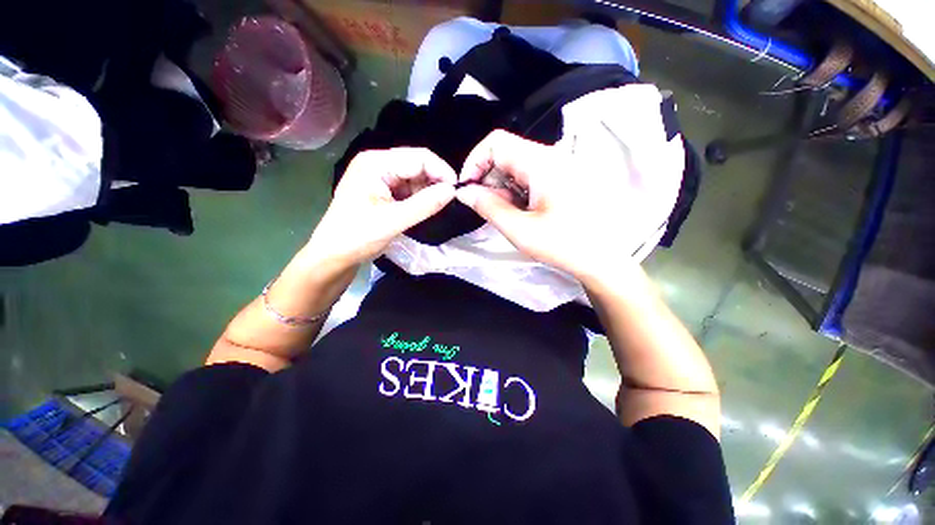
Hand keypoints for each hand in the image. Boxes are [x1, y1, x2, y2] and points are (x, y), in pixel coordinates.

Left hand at [306, 148, 456, 269]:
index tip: (456, 190)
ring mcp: (377, 177)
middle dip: (434, 181)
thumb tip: (452, 191)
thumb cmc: (357, 237)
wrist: (333, 255)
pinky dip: (417, 198)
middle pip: (416, 164)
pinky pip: (406, 188)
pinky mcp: (380, 190)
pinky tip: (421, 210)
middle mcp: (377, 164)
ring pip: (413, 177)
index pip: (418, 157)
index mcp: (376, 164)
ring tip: (433, 209)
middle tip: (448, 201)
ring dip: (426, 191)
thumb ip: (425, 204)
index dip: (441, 171)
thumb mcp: (394, 221)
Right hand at [456, 130, 646, 284]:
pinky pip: (530, 175)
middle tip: (488, 208)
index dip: (475, 162)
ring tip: (509, 214)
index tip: (468, 190)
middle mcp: (551, 156)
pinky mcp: (562, 177)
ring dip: (503, 188)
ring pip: (516, 165)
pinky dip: (517, 191)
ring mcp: (559, 165)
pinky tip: (523, 212)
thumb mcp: (519, 229)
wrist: (603, 258)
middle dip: (488, 179)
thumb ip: (488, 207)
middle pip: (506, 153)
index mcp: (541, 163)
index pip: (495, 143)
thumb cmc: (562, 245)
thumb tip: (464, 192)